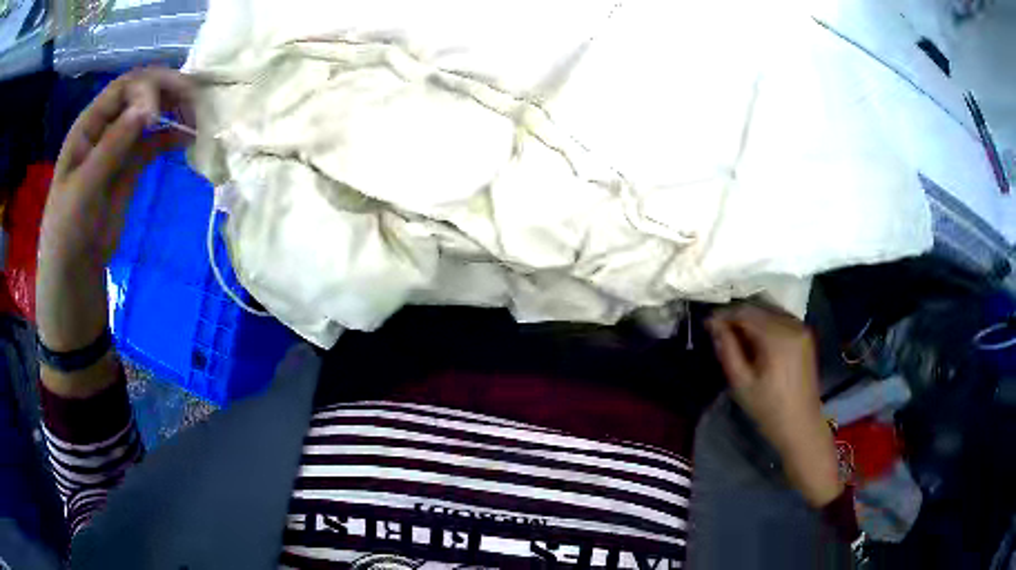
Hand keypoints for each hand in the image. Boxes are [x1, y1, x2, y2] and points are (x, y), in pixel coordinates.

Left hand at [40, 67, 194, 272]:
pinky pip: (153, 142)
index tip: (159, 112)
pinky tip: (185, 139)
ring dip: (172, 111)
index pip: (122, 89)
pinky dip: (170, 136)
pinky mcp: (130, 166)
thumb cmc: (69, 226)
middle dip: (165, 91)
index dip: (144, 89)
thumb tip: (148, 108)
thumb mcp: (85, 185)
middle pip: (139, 95)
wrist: (75, 268)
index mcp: (89, 124)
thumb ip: (112, 145)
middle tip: (192, 99)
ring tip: (193, 119)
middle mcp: (105, 127)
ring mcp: (119, 146)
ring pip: (149, 116)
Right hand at [706, 303, 841, 507]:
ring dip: (751, 319)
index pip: (745, 313)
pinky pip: (781, 319)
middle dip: (737, 317)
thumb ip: (727, 350)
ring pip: (769, 312)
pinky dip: (766, 324)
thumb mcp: (742, 383)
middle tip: (719, 331)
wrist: (801, 425)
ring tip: (735, 336)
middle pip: (759, 309)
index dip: (724, 316)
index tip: (708, 324)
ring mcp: (802, 328)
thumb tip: (714, 325)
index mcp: (777, 338)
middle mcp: (792, 325)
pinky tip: (756, 340)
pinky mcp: (806, 335)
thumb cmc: (769, 409)